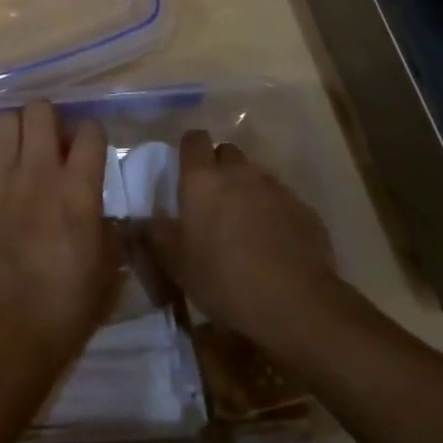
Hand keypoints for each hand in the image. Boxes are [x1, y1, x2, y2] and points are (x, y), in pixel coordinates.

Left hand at [0, 100, 117, 366]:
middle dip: (48, 118)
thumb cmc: (65, 310)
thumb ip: (108, 230)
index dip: (90, 134)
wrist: (5, 335)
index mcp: (79, 191)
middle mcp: (38, 173)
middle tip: (47, 141)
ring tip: (16, 147)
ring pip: (3, 120)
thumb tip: (103, 212)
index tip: (86, 149)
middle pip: (40, 110)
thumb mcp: (106, 270)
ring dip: (14, 128)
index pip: (90, 131)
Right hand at [146, 130, 347, 359]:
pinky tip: (273, 241)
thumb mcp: (177, 264)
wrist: (294, 302)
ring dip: (246, 189)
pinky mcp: (303, 208)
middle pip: (227, 152)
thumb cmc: (224, 279)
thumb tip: (139, 220)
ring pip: (255, 174)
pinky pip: (281, 199)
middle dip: (219, 168)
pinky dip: (274, 211)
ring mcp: (274, 187)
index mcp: (202, 179)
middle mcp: (238, 172)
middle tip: (213, 199)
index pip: (194, 139)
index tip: (186, 171)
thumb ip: (156, 235)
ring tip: (244, 223)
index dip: (190, 151)